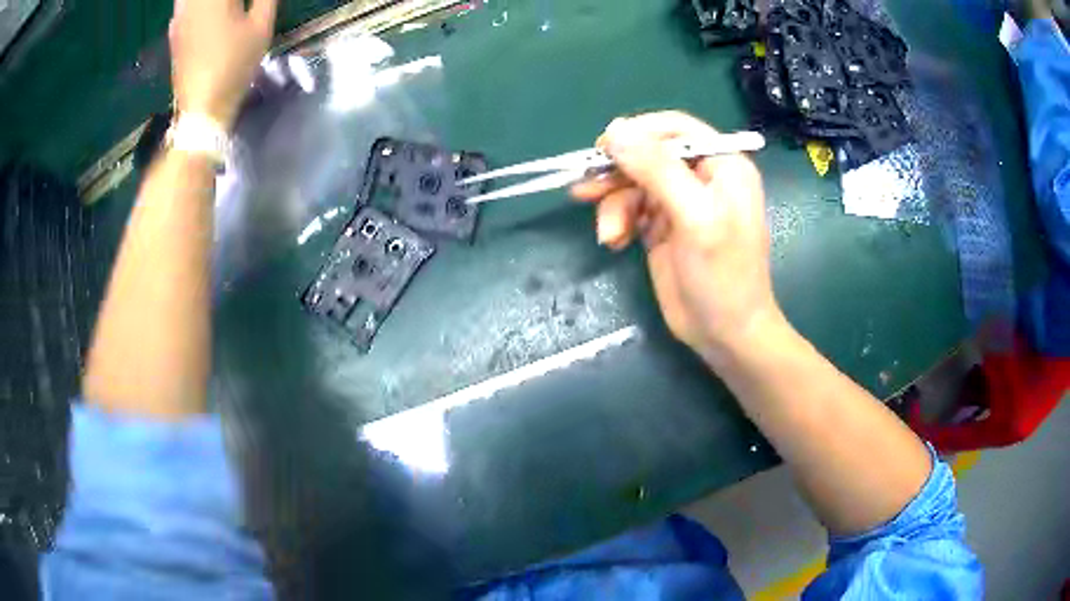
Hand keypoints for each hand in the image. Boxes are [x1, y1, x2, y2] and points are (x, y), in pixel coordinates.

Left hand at [169, 0, 278, 128]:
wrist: (201, 107)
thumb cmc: (235, 65)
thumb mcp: (261, 27)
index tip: (251, 1)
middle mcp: (194, 2)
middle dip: (225, 0)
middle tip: (237, 5)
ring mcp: (180, 16)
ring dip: (208, 2)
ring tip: (222, 7)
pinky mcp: (174, 31)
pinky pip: (181, 4)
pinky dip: (191, 3)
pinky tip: (201, 9)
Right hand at [571, 111, 782, 357]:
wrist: (724, 334)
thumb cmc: (722, 275)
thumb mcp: (694, 217)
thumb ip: (658, 170)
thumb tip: (615, 130)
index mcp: (722, 165)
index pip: (676, 128)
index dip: (639, 132)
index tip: (604, 147)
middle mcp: (700, 177)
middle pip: (648, 155)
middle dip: (618, 173)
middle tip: (587, 189)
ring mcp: (679, 202)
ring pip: (633, 183)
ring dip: (614, 204)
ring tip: (610, 234)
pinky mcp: (661, 227)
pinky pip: (630, 209)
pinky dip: (617, 221)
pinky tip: (614, 242)